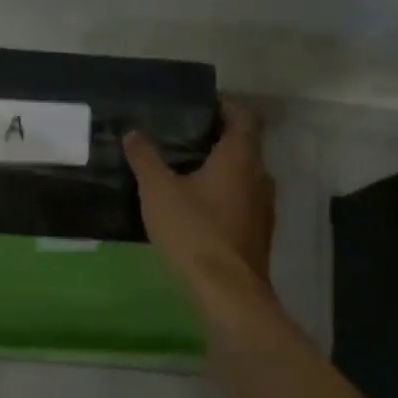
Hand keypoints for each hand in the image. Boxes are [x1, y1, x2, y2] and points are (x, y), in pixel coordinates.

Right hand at [124, 98, 275, 295]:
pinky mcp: (260, 231)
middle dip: (217, 137)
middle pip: (245, 143)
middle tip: (183, 136)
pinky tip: (198, 206)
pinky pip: (244, 199)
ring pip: (245, 173)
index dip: (226, 105)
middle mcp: (260, 174)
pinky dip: (225, 193)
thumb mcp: (158, 191)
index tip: (200, 105)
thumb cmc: (194, 231)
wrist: (228, 292)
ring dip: (222, 167)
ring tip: (186, 169)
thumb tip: (133, 133)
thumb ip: (145, 158)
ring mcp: (264, 205)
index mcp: (241, 155)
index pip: (244, 115)